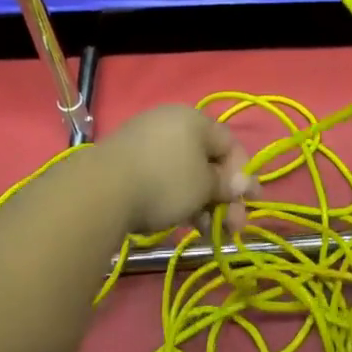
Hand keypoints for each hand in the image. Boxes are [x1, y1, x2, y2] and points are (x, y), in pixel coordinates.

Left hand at [93, 106, 252, 239]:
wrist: (100, 190)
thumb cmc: (164, 181)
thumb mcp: (204, 186)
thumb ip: (226, 184)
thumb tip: (244, 182)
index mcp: (194, 119)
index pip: (229, 143)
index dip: (244, 174)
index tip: (251, 203)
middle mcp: (171, 123)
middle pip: (207, 160)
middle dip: (222, 196)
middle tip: (231, 228)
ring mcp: (145, 140)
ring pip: (184, 172)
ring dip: (201, 202)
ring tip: (206, 233)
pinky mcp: (126, 161)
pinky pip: (162, 177)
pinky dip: (176, 198)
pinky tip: (179, 222)